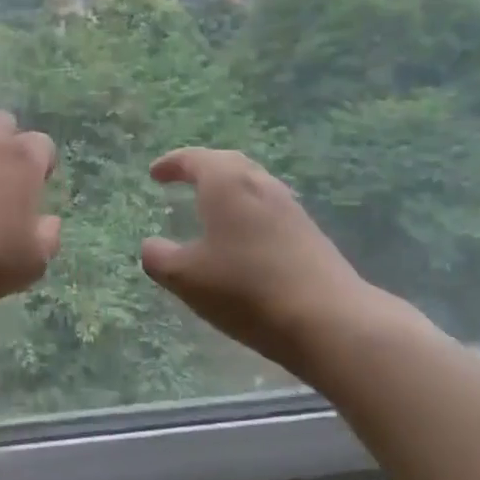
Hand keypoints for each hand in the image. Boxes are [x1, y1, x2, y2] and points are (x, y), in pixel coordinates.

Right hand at [140, 148, 398, 376]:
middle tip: (183, 180)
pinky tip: (241, 240)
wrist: (327, 320)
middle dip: (203, 169)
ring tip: (210, 209)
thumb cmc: (245, 289)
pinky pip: (268, 211)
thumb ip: (159, 257)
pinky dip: (246, 214)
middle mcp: (260, 185)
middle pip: (228, 165)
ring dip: (228, 191)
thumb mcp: (185, 277)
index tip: (155, 174)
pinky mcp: (308, 234)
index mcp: (227, 184)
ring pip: (252, 186)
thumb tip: (152, 246)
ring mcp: (290, 209)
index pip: (195, 159)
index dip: (171, 164)